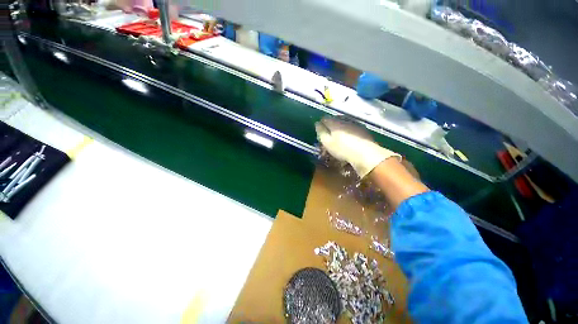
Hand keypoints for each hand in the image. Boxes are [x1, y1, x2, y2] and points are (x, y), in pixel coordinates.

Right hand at [315, 118, 400, 177]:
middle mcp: (344, 120)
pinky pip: (351, 126)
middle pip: (334, 119)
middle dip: (330, 124)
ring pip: (344, 122)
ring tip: (338, 135)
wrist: (365, 154)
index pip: (325, 119)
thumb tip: (317, 123)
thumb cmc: (342, 149)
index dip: (321, 124)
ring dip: (340, 126)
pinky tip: (349, 137)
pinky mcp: (362, 129)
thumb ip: (321, 132)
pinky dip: (348, 129)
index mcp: (334, 123)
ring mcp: (354, 123)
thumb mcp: (327, 142)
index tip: (320, 130)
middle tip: (328, 133)